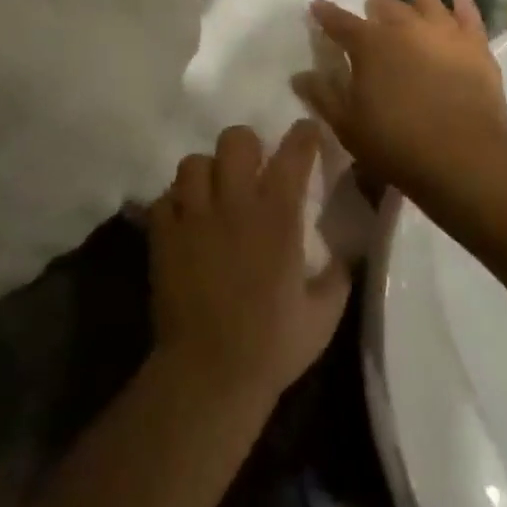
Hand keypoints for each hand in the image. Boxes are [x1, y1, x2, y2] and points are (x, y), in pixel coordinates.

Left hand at [148, 121, 351, 406]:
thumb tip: (344, 253)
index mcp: (277, 216)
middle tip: (252, 170)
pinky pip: (164, 198)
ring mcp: (193, 217)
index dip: (303, 136)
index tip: (307, 133)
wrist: (210, 374)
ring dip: (207, 173)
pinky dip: (175, 203)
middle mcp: (234, 204)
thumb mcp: (324, 314)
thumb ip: (337, 275)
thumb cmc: (273, 345)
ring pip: (193, 163)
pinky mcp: (162, 235)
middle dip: (247, 147)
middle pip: (235, 141)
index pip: (293, 155)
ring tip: (213, 194)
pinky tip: (186, 221)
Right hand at [296, 0, 506, 202]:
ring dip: (418, 1)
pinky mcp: (475, 46)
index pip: (340, 22)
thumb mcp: (347, 125)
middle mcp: (404, 28)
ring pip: (427, 5)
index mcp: (369, 45)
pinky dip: (462, 4)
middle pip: (386, 7)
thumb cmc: (395, 143)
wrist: (463, 155)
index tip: (317, 6)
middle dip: (375, 6)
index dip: (326, 14)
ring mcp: (443, 33)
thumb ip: (323, 96)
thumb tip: (300, 75)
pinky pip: (469, 16)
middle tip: (372, 7)